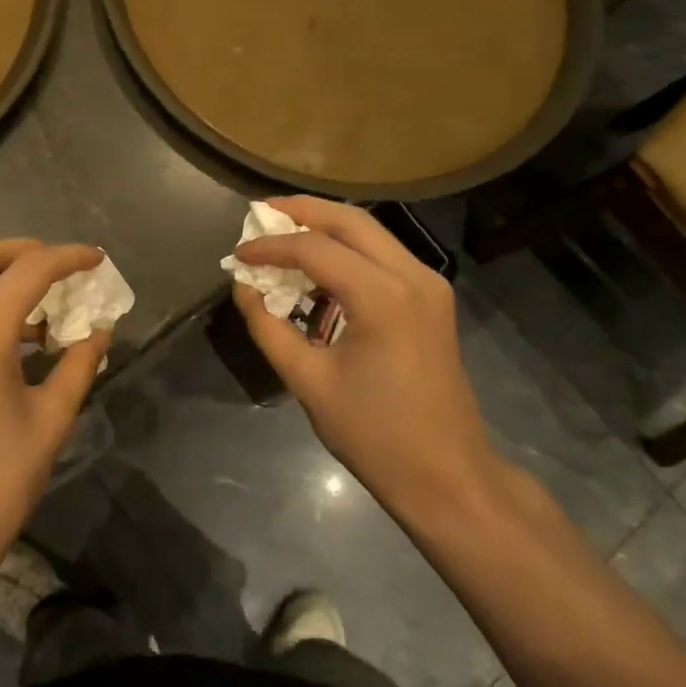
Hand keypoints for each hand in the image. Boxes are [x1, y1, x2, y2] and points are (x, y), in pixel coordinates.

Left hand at [0, 240, 109, 610]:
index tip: (97, 259)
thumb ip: (78, 366)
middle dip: (26, 252)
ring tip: (48, 305)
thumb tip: (100, 333)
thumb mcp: (50, 421)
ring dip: (4, 279)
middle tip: (64, 266)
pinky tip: (19, 337)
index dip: (67, 258)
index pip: (29, 271)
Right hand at [232, 198, 497, 516]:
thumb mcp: (308, 381)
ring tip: (283, 233)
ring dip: (326, 228)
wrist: (447, 475)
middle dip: (303, 211)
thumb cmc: (374, 434)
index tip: (238, 254)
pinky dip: (348, 252)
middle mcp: (413, 276)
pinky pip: (384, 257)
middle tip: (261, 213)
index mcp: (383, 297)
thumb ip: (268, 327)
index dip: (271, 246)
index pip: (315, 248)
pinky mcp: (432, 299)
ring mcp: (430, 285)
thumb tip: (243, 287)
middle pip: (351, 221)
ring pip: (371, 234)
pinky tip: (318, 267)